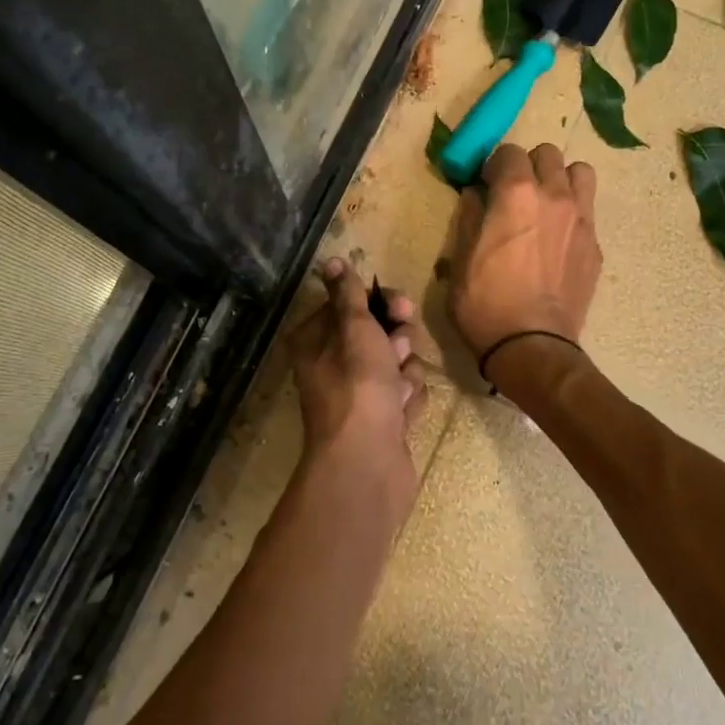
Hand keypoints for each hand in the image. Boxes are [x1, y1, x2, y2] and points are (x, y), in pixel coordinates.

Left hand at [289, 260, 428, 500]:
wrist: (367, 463)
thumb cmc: (358, 386)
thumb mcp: (354, 329)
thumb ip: (348, 294)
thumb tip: (331, 261)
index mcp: (317, 342)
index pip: (351, 306)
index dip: (379, 303)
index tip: (401, 308)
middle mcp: (333, 366)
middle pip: (378, 334)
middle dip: (397, 341)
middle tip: (398, 350)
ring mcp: (359, 396)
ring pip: (397, 365)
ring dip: (405, 374)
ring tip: (398, 394)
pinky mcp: (382, 420)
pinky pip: (405, 395)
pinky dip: (408, 402)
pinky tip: (402, 416)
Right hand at [448, 143, 600, 365]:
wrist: (531, 346)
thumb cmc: (484, 303)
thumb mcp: (460, 259)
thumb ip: (469, 217)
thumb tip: (475, 195)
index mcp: (515, 194)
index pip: (509, 151)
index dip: (493, 165)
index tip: (485, 184)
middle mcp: (554, 195)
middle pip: (548, 153)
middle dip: (528, 165)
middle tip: (514, 192)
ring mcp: (581, 219)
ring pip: (580, 172)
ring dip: (560, 179)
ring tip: (545, 203)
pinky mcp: (594, 245)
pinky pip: (588, 210)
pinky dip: (572, 212)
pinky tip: (557, 239)